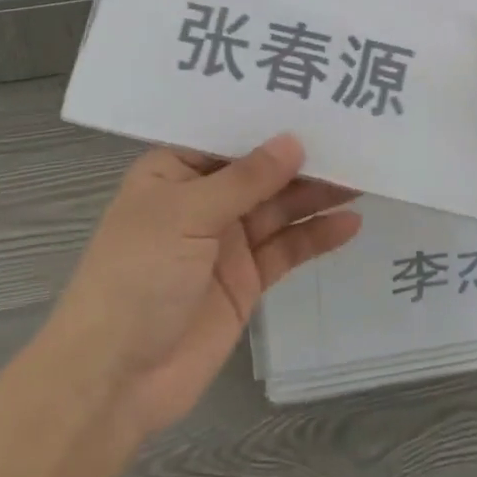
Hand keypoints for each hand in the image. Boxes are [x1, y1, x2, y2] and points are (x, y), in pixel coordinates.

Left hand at [45, 134, 360, 439]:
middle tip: (351, 136)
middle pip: (259, 171)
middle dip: (300, 157)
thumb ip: (245, 180)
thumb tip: (293, 141)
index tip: (312, 97)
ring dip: (316, 194)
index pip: (227, 134)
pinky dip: (315, 236)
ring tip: (361, 175)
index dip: (266, 118)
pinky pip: (285, 249)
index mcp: (174, 170)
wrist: (115, 378)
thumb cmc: (138, 275)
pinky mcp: (245, 280)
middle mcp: (201, 199)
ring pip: (278, 207)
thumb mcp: (186, 214)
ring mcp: (225, 240)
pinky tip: (349, 223)